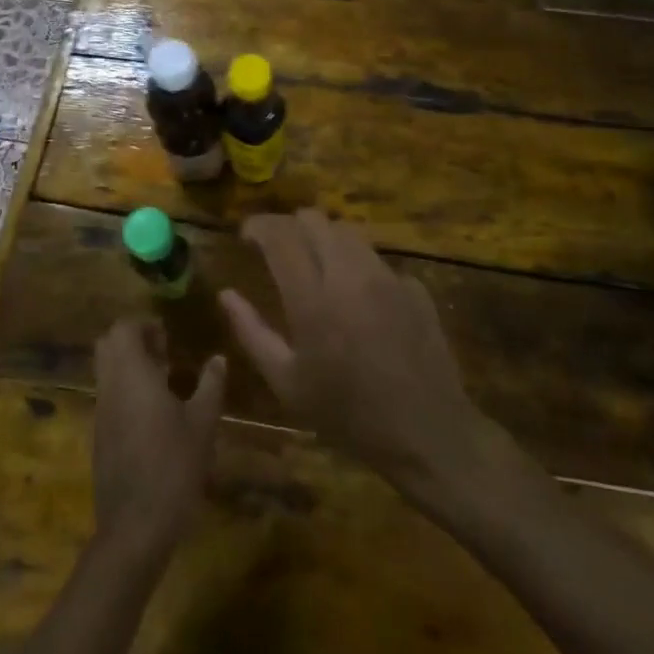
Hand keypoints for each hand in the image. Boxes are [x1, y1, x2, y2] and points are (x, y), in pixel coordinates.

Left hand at [91, 318, 225, 566]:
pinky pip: (108, 396)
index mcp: (132, 375)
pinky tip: (154, 413)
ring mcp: (100, 413)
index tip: (168, 335)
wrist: (135, 526)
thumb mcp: (203, 423)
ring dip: (129, 365)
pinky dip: (125, 390)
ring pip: (106, 371)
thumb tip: (218, 358)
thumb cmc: (174, 466)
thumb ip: (211, 384)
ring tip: (164, 381)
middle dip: (133, 340)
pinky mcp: (99, 436)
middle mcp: (110, 387)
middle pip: (107, 345)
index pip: (123, 328)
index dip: (144, 324)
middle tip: (164, 352)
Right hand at [220, 210, 487, 495]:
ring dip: (323, 238)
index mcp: (313, 298)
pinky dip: (356, 265)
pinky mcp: (413, 286)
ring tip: (314, 264)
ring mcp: (387, 276)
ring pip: (348, 232)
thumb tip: (226, 294)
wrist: (427, 433)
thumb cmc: (347, 414)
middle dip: (289, 226)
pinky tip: (355, 296)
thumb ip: (252, 332)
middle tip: (277, 249)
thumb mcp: (287, 383)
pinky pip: (376, 259)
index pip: (280, 235)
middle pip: (314, 220)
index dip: (258, 226)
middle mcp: (350, 274)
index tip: (245, 235)